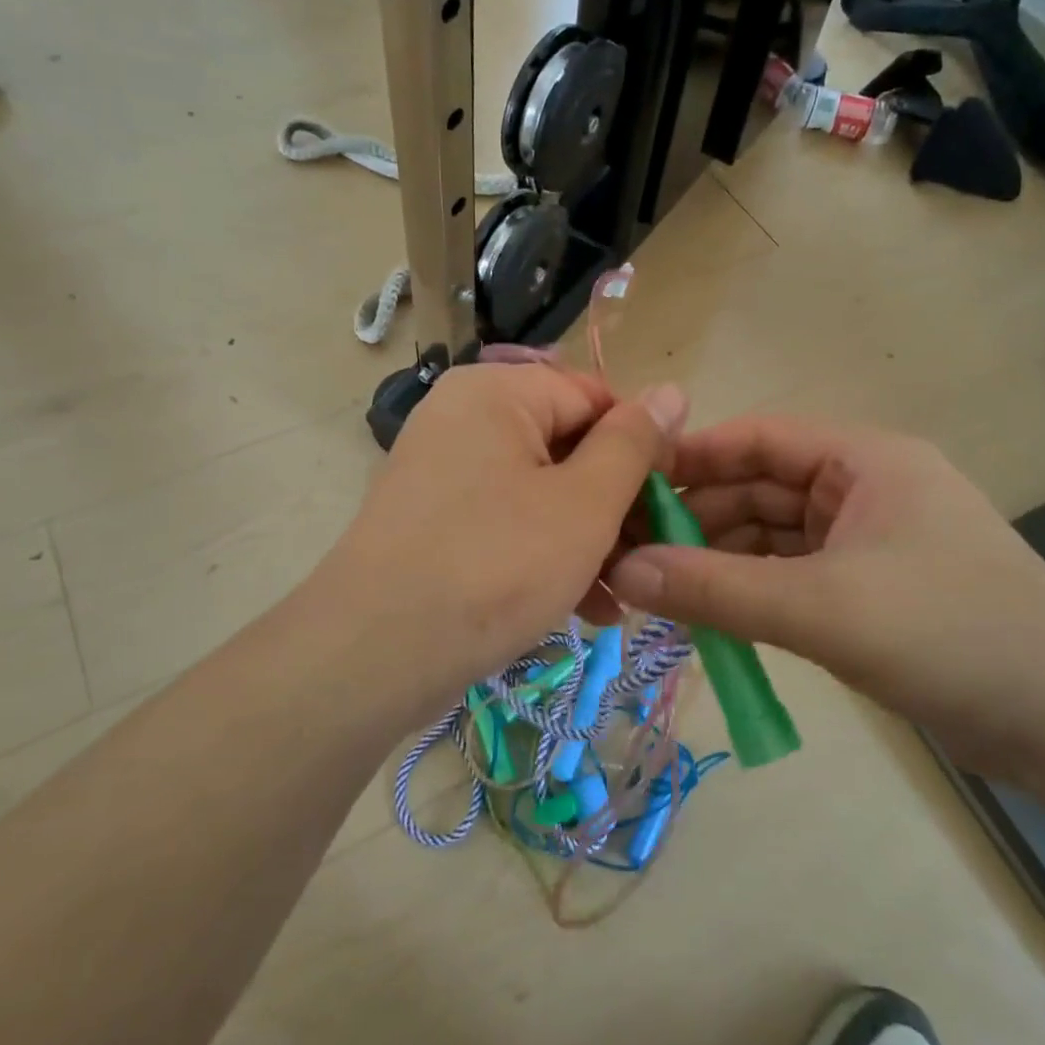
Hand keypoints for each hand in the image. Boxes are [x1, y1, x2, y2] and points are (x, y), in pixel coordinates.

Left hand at [320, 363, 685, 696]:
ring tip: (622, 596)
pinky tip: (585, 607)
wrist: (372, 654)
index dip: (641, 448)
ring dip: (587, 540)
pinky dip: (545, 553)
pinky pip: (507, 519)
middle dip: (614, 507)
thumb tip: (671, 391)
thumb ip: (633, 443)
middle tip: (648, 561)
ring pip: (541, 491)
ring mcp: (443, 468)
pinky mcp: (434, 517)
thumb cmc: (495, 565)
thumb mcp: (584, 504)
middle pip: (567, 446)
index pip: (595, 398)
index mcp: (497, 392)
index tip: (671, 506)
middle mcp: (464, 416)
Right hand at [608, 415, 1044, 778]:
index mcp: (863, 460)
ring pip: (773, 537)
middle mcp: (864, 489)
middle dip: (698, 518)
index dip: (691, 458)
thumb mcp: (822, 608)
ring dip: (721, 559)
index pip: (757, 440)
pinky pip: (793, 576)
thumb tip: (623, 572)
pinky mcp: (874, 591)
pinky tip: (710, 615)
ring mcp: (870, 542)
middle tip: (631, 551)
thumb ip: (717, 590)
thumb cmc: (951, 635)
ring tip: (659, 589)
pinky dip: (752, 591)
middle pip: (760, 489)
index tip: (627, 485)